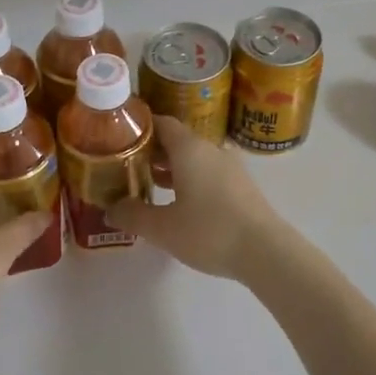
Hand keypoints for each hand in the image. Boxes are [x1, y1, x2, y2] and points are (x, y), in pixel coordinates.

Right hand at [107, 117, 282, 278]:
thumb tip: (109, 209)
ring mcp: (230, 167)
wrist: (266, 251)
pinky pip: (208, 173)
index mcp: (189, 148)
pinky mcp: (241, 186)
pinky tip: (178, 201)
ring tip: (147, 182)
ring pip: (194, 158)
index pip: (162, 122)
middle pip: (177, 140)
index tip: (119, 136)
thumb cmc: (209, 231)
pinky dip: (189, 179)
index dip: (140, 127)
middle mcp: (210, 150)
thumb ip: (133, 215)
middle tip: (126, 163)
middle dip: (152, 150)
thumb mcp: (162, 228)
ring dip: (171, 167)